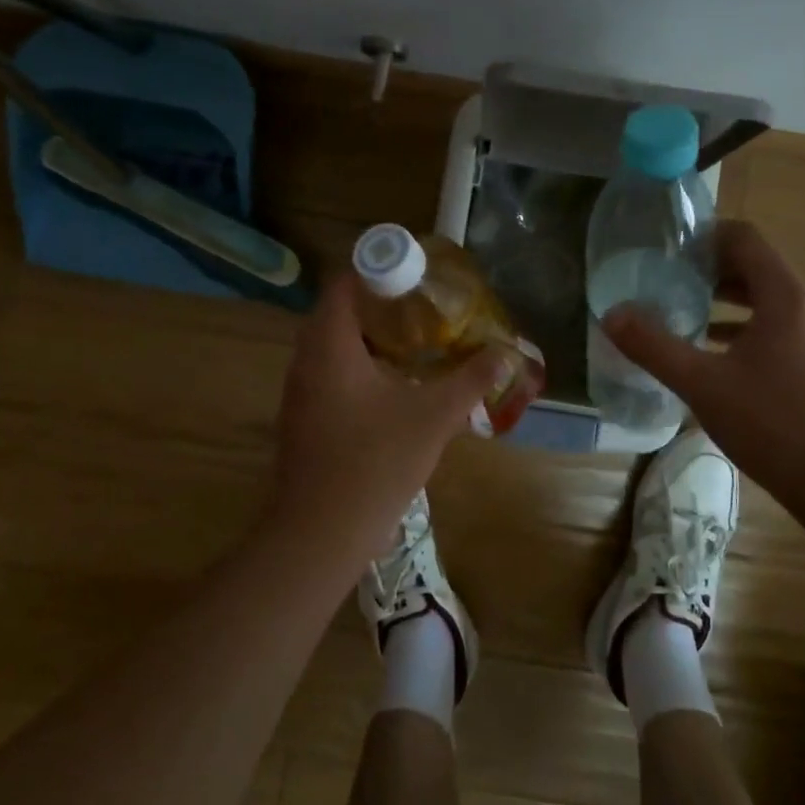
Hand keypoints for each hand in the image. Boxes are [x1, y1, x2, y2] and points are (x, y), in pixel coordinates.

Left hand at [268, 275, 503, 569]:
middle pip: (339, 311)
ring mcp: (299, 391)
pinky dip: (359, 366)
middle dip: (381, 305)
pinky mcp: (303, 417)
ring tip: (416, 342)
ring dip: (370, 338)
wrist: (319, 533)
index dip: (379, 271)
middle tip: (425, 308)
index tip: (417, 277)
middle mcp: (306, 359)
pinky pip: (330, 373)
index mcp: (329, 345)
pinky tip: (394, 386)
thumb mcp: (432, 417)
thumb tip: (504, 354)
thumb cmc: (374, 463)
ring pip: (334, 345)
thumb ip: (470, 381)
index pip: (345, 282)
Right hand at [603, 221, 804, 500]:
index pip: (746, 239)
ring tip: (687, 317)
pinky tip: (721, 360)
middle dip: (712, 271)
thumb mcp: (702, 384)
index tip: (670, 248)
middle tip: (668, 282)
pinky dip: (749, 333)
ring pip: (771, 304)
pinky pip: (784, 332)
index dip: (707, 235)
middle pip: (758, 270)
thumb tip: (611, 315)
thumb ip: (653, 347)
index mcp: (786, 297)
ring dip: (729, 303)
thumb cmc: (775, 424)